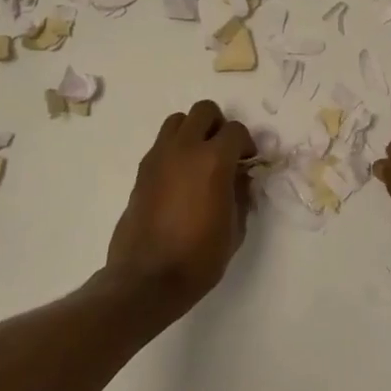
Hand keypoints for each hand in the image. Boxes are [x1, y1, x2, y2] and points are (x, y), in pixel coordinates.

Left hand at [107, 100, 255, 312]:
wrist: (147, 279)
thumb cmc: (199, 257)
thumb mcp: (235, 228)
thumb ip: (241, 193)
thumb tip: (241, 176)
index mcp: (213, 160)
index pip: (235, 130)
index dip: (246, 144)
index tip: (248, 162)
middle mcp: (185, 149)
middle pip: (204, 111)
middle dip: (218, 126)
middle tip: (224, 152)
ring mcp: (159, 157)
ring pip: (178, 121)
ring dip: (193, 132)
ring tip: (199, 159)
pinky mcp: (142, 170)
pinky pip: (162, 144)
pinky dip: (175, 149)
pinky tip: (180, 179)